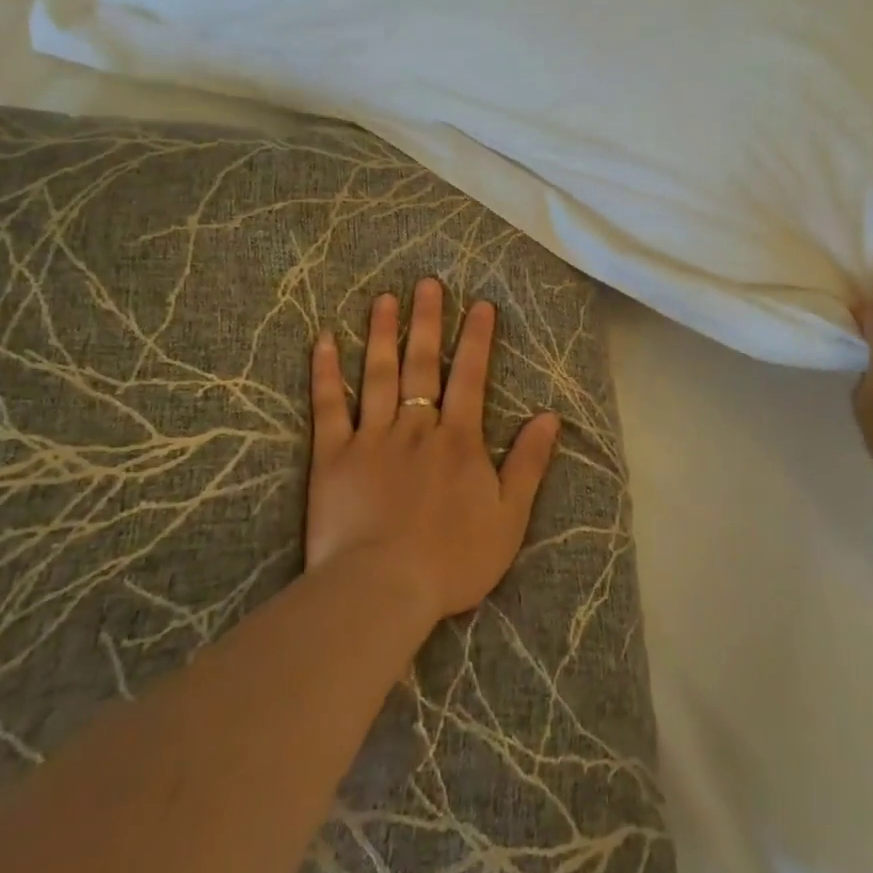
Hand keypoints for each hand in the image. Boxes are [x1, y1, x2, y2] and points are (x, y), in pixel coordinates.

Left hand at [306, 278, 560, 626]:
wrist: (383, 590)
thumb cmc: (453, 560)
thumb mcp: (509, 517)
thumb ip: (528, 463)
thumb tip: (549, 417)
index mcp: (458, 440)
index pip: (471, 378)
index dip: (477, 340)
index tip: (481, 305)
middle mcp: (416, 428)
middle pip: (423, 365)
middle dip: (428, 321)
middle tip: (428, 283)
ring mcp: (371, 439)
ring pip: (378, 375)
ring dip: (382, 334)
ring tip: (384, 299)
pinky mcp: (332, 458)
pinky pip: (329, 408)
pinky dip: (326, 374)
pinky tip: (323, 341)